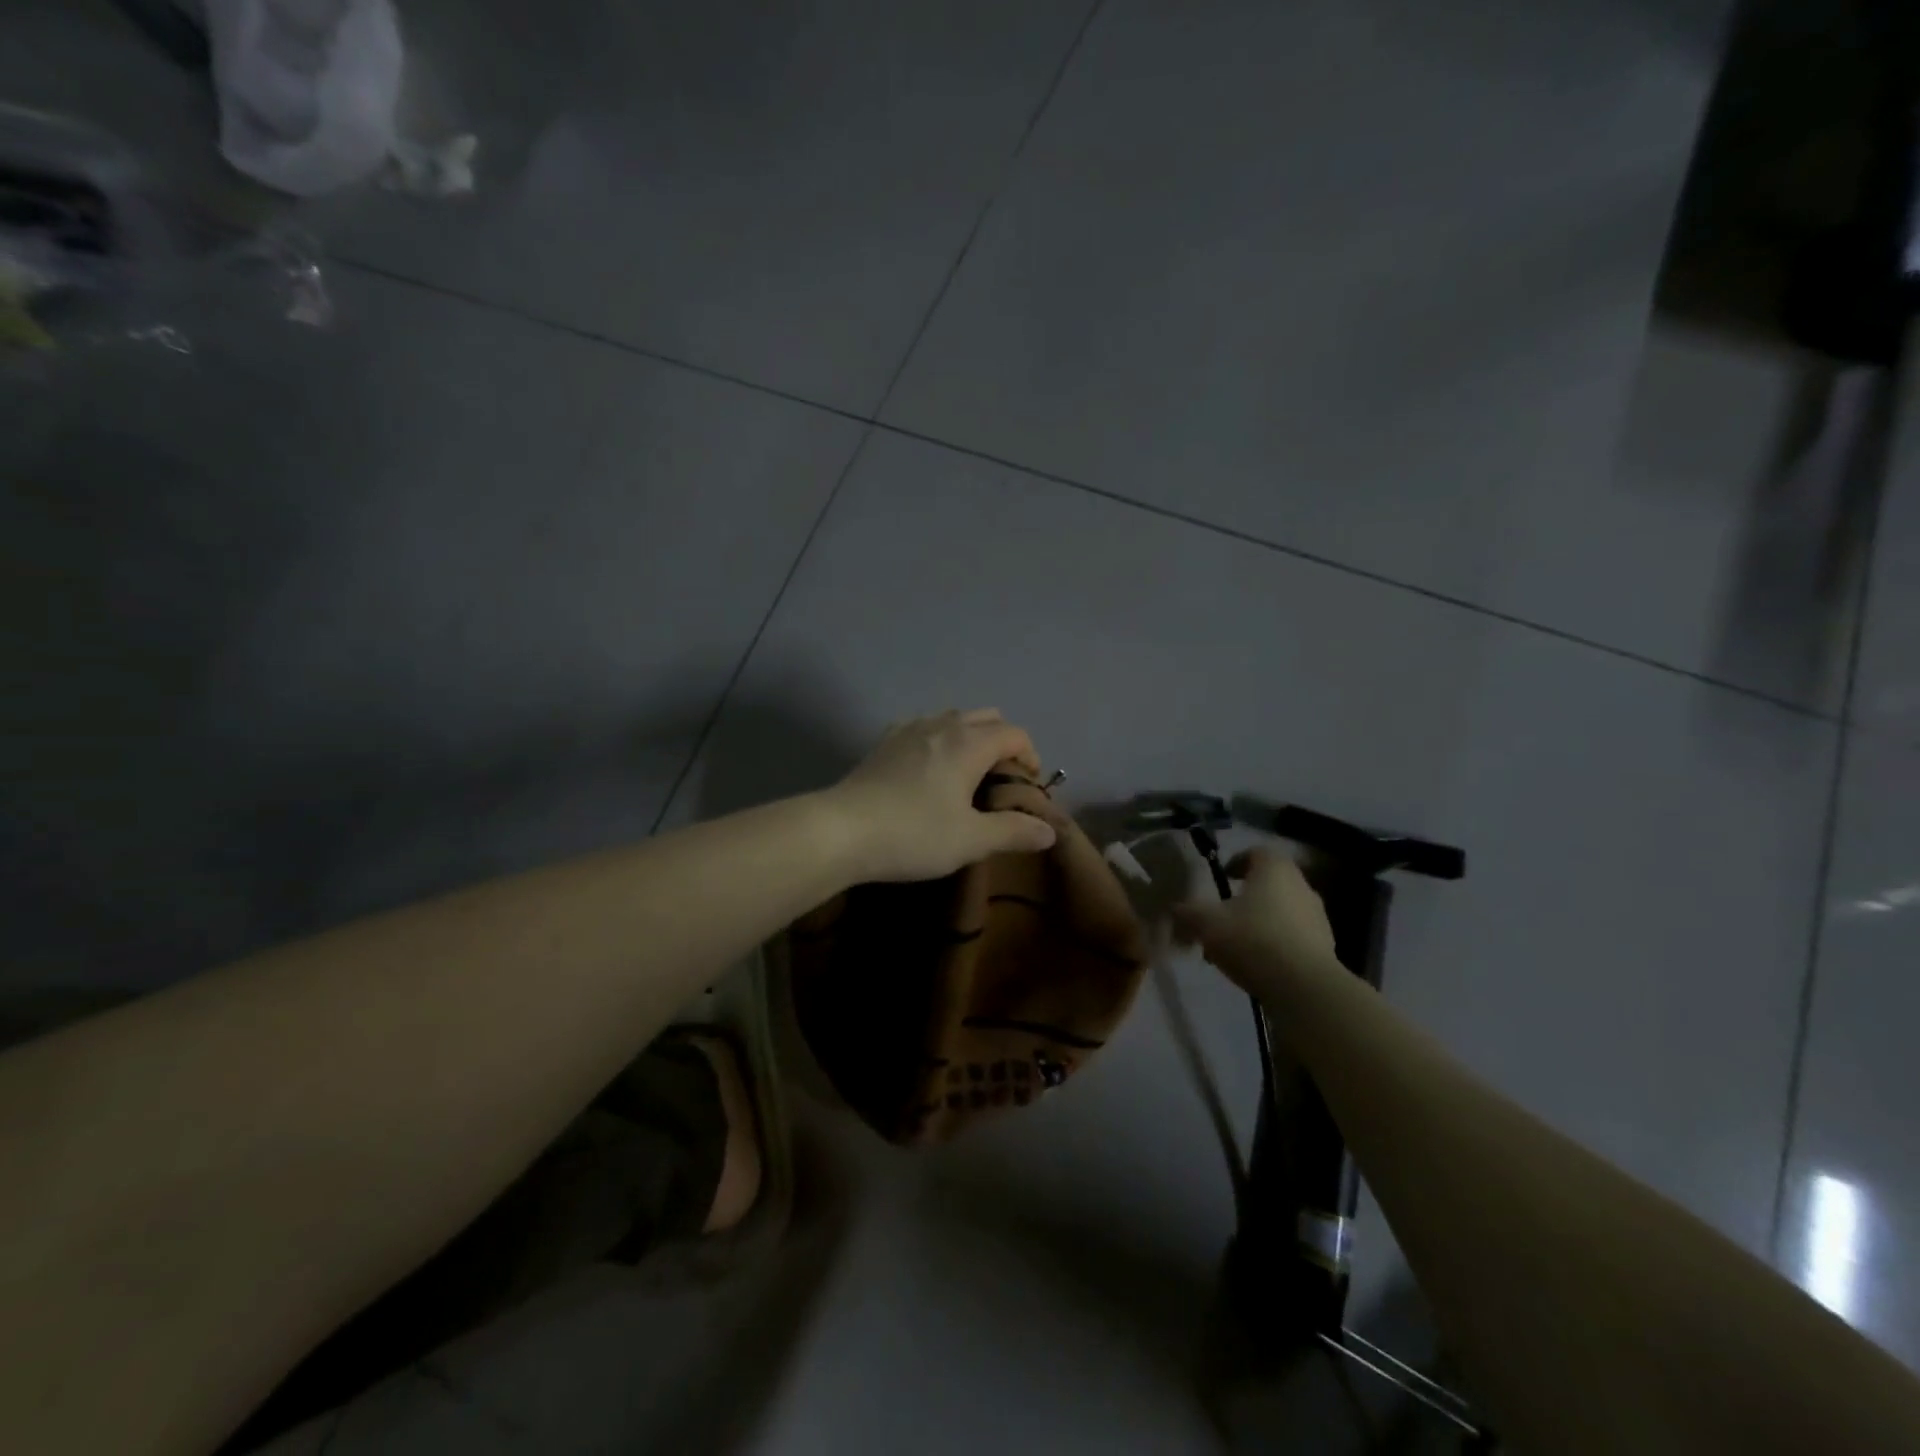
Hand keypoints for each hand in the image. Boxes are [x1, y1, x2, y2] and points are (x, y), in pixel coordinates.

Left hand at [823, 710, 1058, 882]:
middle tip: (1001, 781)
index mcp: (970, 743)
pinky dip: (939, 740)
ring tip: (967, 775)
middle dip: (1003, 743)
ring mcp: (909, 729)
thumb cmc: (914, 834)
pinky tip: (928, 770)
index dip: (1030, 757)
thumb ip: (1013, 832)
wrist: (841, 830)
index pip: (1015, 734)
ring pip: (953, 719)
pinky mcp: (884, 742)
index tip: (1029, 787)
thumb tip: (1049, 831)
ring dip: (970, 738)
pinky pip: (924, 728)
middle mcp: (942, 725)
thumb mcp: (971, 840)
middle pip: (987, 718)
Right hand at [1173, 849, 1339, 997]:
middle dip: (1246, 897)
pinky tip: (1257, 964)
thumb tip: (1175, 908)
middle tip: (1224, 914)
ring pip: (1282, 911)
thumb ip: (1188, 912)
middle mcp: (1301, 886)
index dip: (1237, 862)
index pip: (1257, 852)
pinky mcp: (1326, 947)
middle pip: (1270, 883)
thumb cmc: (1252, 939)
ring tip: (1236, 946)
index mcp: (1275, 869)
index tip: (1222, 877)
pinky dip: (1275, 943)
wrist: (1304, 987)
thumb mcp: (1207, 923)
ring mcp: (1318, 917)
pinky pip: (1294, 936)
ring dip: (1260, 922)